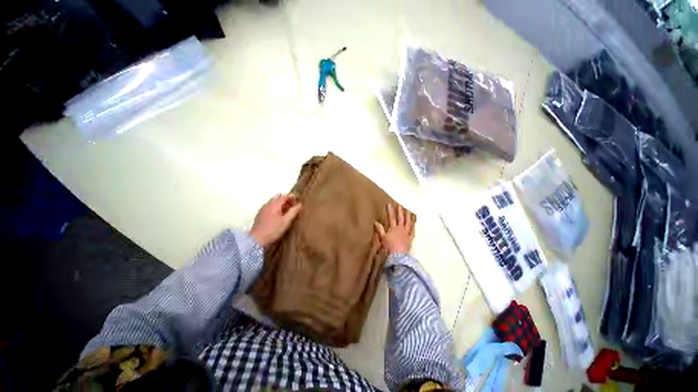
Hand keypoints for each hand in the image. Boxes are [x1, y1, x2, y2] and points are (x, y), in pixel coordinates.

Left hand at [250, 194, 301, 247]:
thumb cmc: (273, 230)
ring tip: (286, 210)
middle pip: (277, 198)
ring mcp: (263, 209)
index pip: (284, 196)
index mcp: (274, 205)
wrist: (257, 239)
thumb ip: (293, 211)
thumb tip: (300, 204)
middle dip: (285, 199)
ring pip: (272, 202)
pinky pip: (269, 206)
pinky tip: (277, 214)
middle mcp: (268, 204)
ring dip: (280, 203)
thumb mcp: (286, 221)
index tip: (297, 198)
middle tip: (292, 205)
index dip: (291, 196)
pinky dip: (275, 207)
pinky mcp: (260, 214)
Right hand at [374, 204, 414, 255]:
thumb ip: (380, 229)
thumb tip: (375, 222)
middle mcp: (401, 229)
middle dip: (399, 211)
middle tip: (399, 205)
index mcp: (393, 228)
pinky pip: (413, 231)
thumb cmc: (389, 247)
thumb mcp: (382, 238)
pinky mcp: (410, 238)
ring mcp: (406, 233)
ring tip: (408, 211)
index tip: (389, 204)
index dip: (390, 210)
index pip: (391, 217)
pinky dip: (413, 226)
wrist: (398, 256)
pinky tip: (413, 222)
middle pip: (400, 218)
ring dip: (408, 216)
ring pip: (408, 223)